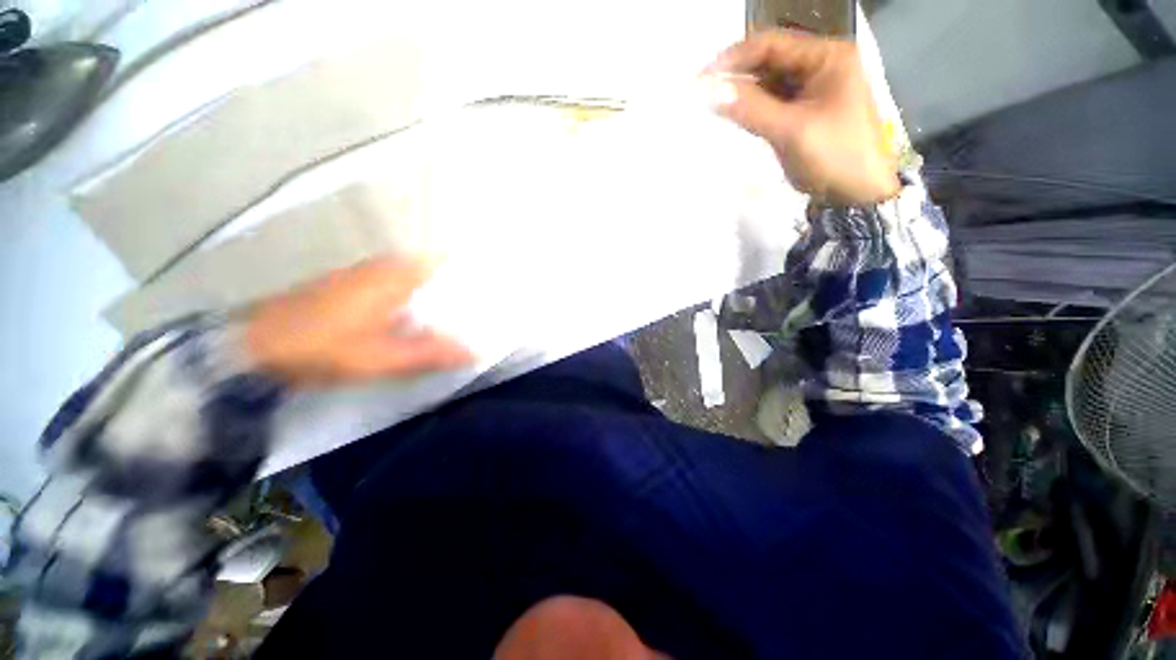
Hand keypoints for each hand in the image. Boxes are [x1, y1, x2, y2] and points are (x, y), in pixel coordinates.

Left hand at [245, 258, 472, 385]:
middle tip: (484, 314)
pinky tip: (425, 327)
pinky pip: (402, 292)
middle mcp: (388, 266)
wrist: (254, 346)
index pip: (448, 262)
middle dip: (461, 292)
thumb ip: (431, 353)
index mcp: (398, 274)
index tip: (494, 294)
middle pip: (438, 273)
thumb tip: (476, 352)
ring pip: (420, 283)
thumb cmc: (322, 346)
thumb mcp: (380, 357)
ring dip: (441, 301)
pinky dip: (419, 306)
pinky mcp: (358, 289)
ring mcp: (370, 275)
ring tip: (464, 322)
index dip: (473, 274)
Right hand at [704, 30, 900, 205]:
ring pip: (767, 84)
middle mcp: (819, 65)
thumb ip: (749, 108)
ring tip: (712, 107)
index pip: (769, 45)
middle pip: (768, 62)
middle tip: (702, 97)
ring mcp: (812, 89)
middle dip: (735, 77)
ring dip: (741, 94)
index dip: (733, 59)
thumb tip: (707, 91)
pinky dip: (751, 109)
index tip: (701, 80)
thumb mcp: (791, 130)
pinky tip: (733, 116)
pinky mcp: (803, 112)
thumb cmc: (835, 157)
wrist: (860, 194)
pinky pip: (771, 103)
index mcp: (826, 57)